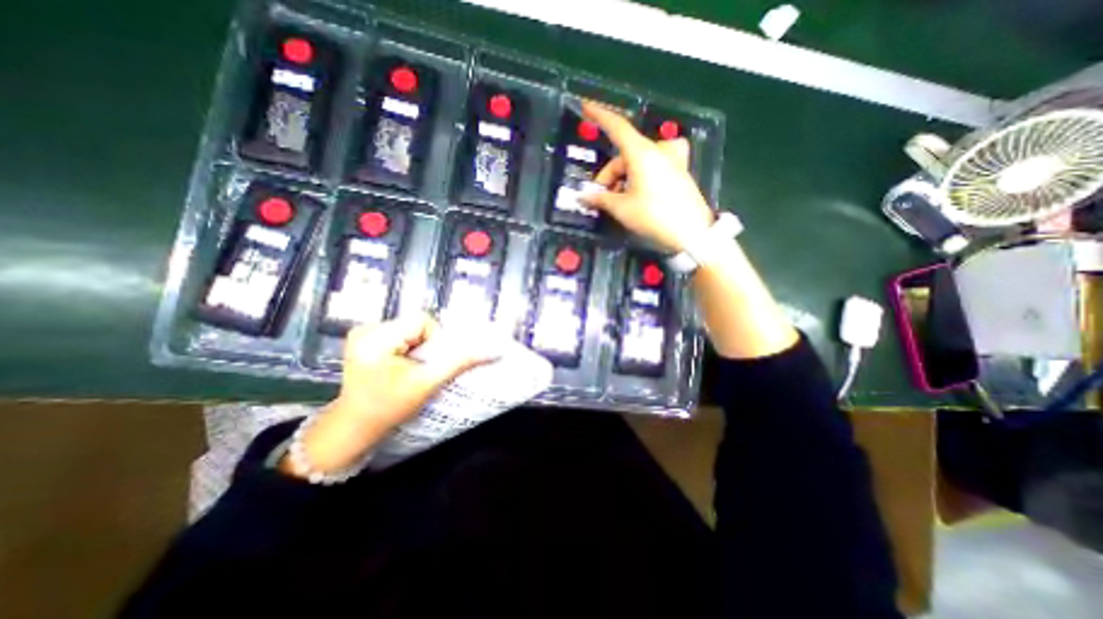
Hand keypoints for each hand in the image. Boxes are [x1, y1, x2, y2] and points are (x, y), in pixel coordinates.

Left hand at [281, 316, 494, 475]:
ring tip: (407, 368)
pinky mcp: (363, 337)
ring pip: (409, 327)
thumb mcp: (428, 384)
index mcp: (375, 337)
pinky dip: (406, 346)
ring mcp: (362, 332)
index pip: (422, 321)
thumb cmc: (389, 407)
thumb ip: (460, 362)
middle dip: (425, 345)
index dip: (433, 340)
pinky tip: (398, 364)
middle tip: (418, 368)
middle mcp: (365, 328)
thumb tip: (492, 350)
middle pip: (415, 323)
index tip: (427, 364)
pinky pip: (399, 332)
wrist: (355, 426)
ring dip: (416, 346)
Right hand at [586, 101, 714, 250]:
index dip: (599, 116)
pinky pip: (653, 167)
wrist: (692, 233)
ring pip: (638, 162)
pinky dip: (640, 177)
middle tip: (601, 197)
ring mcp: (672, 160)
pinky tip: (637, 195)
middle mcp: (658, 151)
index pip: (617, 127)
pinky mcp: (679, 172)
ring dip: (623, 178)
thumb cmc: (654, 216)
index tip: (586, 106)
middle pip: (625, 155)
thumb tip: (583, 197)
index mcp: (642, 153)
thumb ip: (601, 198)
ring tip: (619, 201)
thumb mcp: (622, 208)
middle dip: (610, 174)